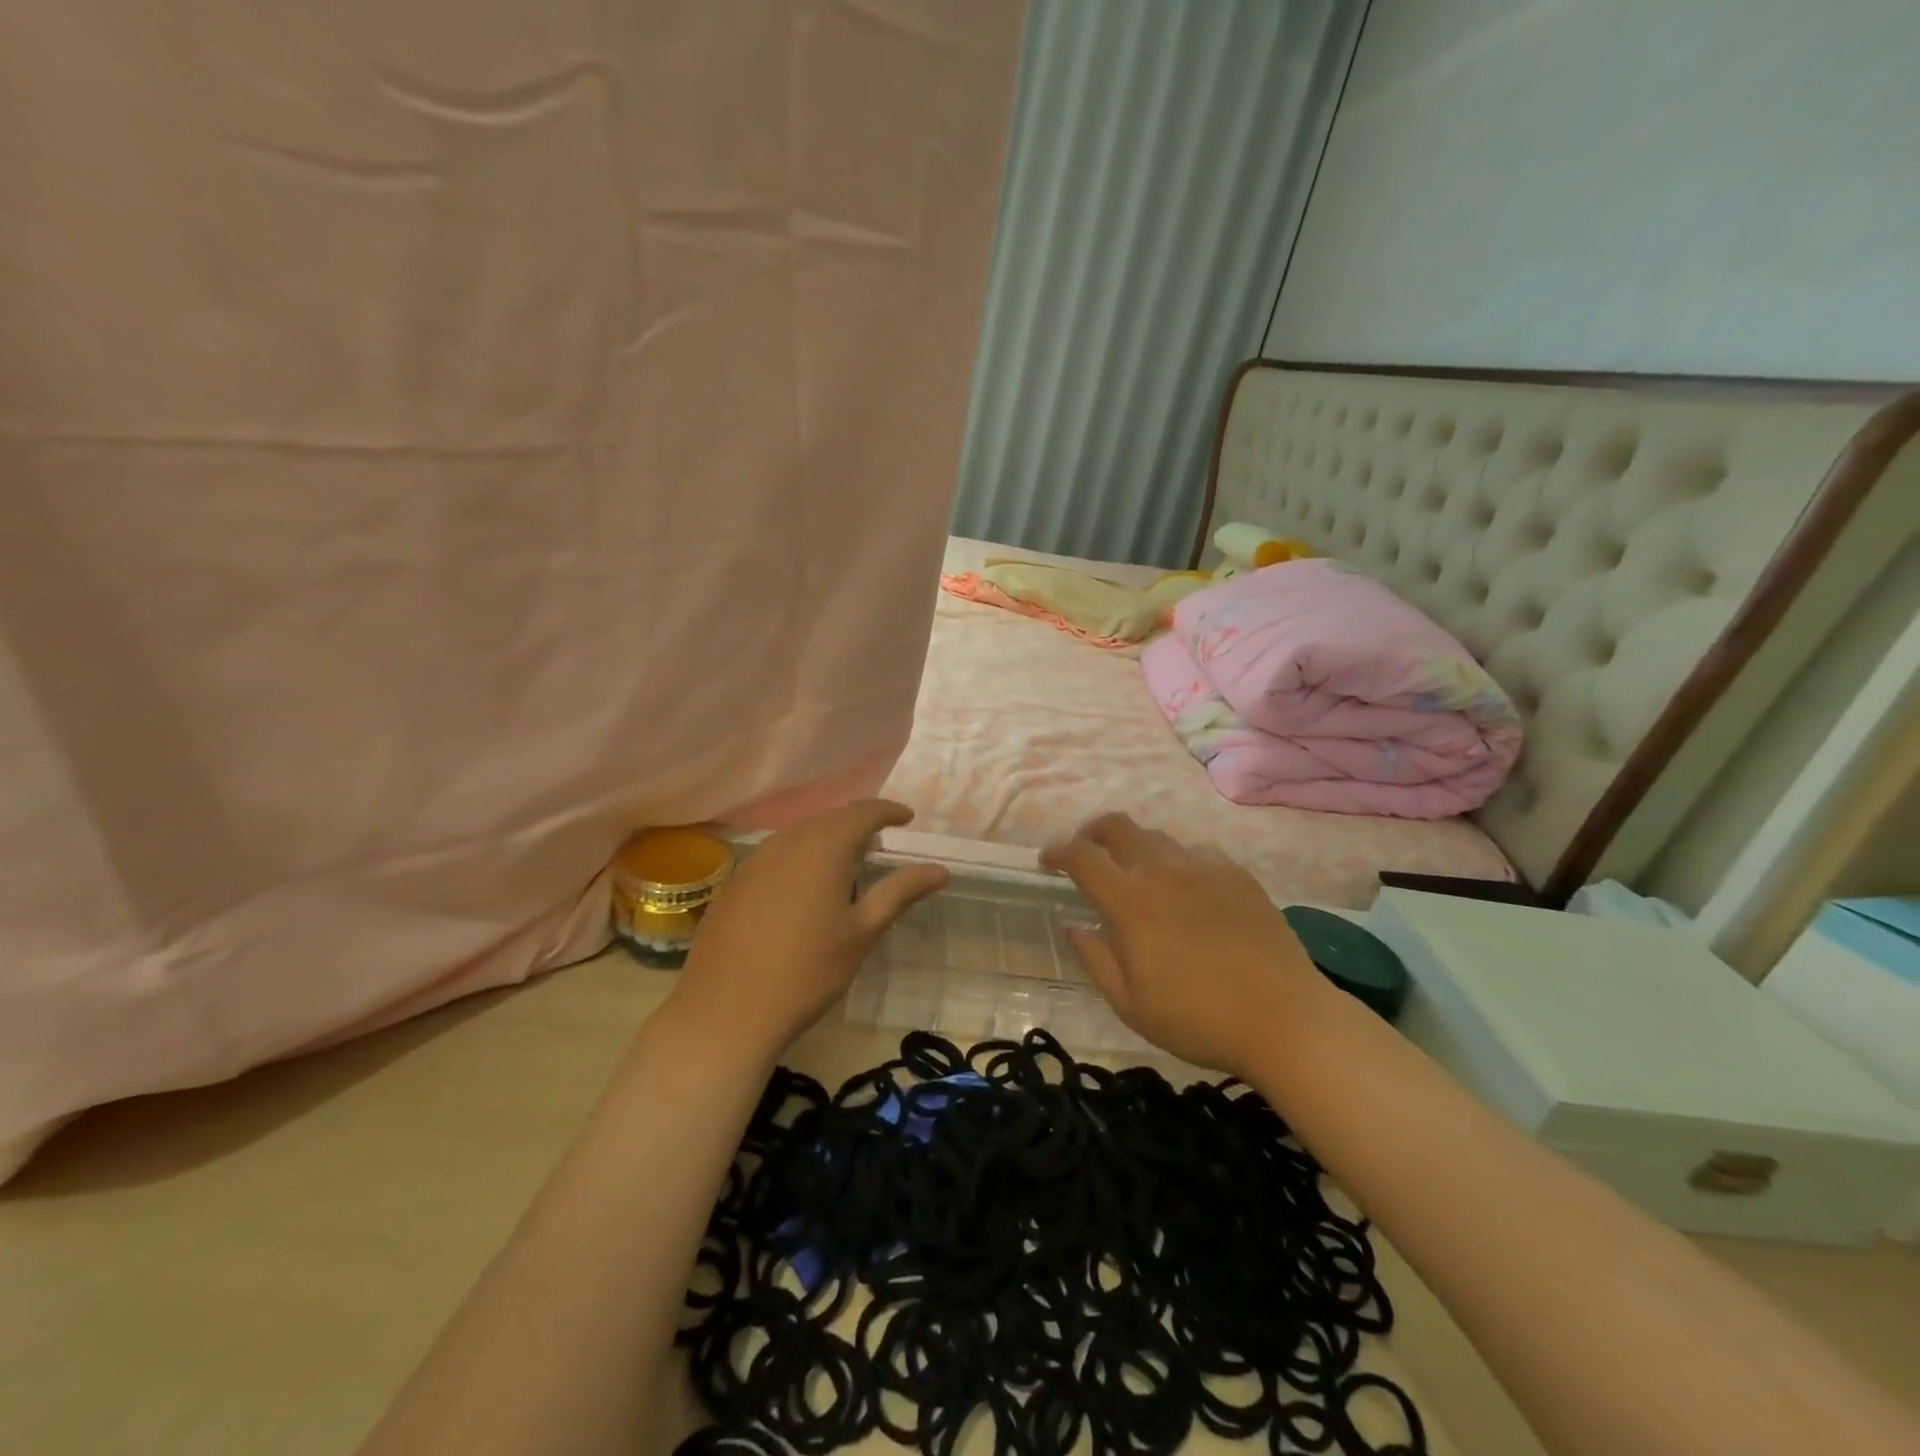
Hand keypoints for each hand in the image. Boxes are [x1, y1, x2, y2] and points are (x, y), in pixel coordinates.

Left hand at [658, 800, 947, 1064]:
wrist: (725, 1011)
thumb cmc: (807, 971)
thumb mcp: (863, 932)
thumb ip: (900, 892)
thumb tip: (939, 869)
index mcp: (824, 847)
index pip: (862, 812)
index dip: (887, 811)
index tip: (907, 818)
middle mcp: (787, 842)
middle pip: (830, 819)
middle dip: (857, 823)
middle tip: (880, 841)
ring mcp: (755, 861)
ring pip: (800, 834)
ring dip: (827, 838)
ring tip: (846, 862)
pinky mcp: (735, 882)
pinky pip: (776, 854)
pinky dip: (800, 856)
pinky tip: (804, 886)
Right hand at [1040, 813, 1329, 1076]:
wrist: (1284, 1018)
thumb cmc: (1198, 1019)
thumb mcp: (1131, 1004)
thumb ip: (1095, 959)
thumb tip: (1074, 926)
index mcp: (1131, 903)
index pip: (1083, 857)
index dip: (1059, 852)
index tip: (1047, 860)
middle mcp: (1164, 872)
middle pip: (1119, 827)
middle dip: (1092, 831)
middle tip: (1086, 850)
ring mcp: (1205, 868)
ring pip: (1158, 838)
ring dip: (1135, 847)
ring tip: (1135, 874)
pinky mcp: (1238, 875)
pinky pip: (1196, 854)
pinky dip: (1176, 862)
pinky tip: (1185, 890)